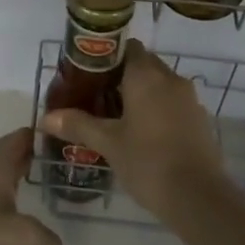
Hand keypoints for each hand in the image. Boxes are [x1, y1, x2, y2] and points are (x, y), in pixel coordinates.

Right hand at [37, 41, 227, 218]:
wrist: (199, 197)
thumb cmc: (148, 162)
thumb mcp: (108, 143)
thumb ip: (78, 125)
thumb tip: (45, 118)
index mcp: (147, 75)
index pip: (127, 46)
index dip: (107, 56)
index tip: (89, 74)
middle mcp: (171, 79)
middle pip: (143, 64)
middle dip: (120, 77)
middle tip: (96, 98)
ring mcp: (189, 99)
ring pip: (159, 85)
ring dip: (140, 95)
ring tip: (115, 118)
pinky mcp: (199, 119)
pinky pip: (172, 103)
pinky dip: (157, 110)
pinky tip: (142, 135)